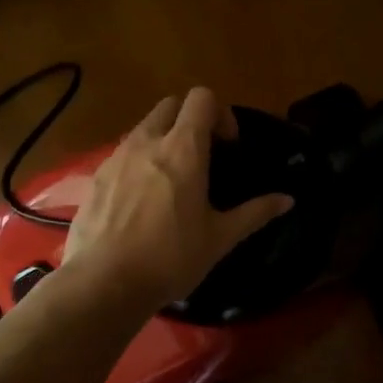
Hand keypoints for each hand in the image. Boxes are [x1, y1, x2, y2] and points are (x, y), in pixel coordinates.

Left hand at [60, 87, 293, 310]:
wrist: (103, 283)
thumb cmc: (170, 258)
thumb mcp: (219, 238)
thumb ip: (255, 213)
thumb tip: (288, 199)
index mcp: (182, 148)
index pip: (202, 98)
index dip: (220, 113)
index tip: (227, 146)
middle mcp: (146, 142)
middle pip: (170, 105)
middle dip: (189, 120)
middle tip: (202, 156)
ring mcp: (115, 157)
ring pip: (143, 128)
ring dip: (162, 140)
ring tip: (170, 181)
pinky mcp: (94, 177)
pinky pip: (121, 155)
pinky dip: (136, 163)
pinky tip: (140, 202)